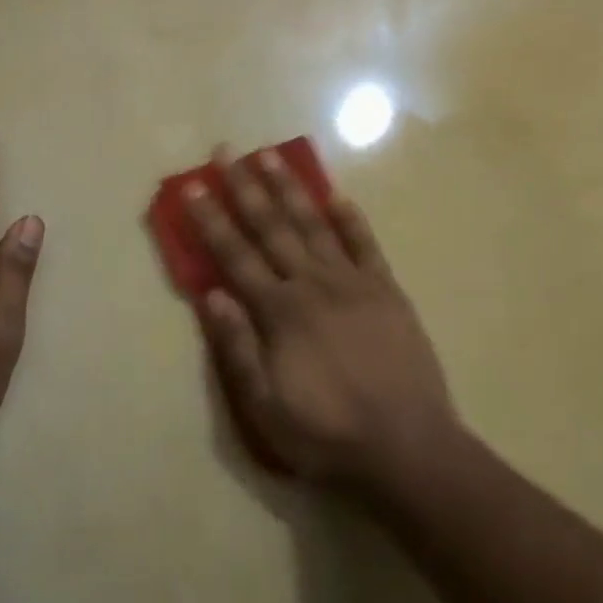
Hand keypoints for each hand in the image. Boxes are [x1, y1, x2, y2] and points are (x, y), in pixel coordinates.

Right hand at [186, 147, 456, 495]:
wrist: (409, 450)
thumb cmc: (328, 435)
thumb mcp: (265, 408)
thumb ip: (237, 348)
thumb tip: (212, 294)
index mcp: (280, 313)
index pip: (235, 256)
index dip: (211, 220)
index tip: (193, 186)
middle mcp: (313, 285)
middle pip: (272, 227)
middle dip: (245, 187)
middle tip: (226, 151)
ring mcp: (354, 284)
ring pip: (315, 225)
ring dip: (290, 189)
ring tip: (270, 156)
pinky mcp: (387, 292)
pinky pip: (366, 246)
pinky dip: (351, 219)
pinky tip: (338, 195)